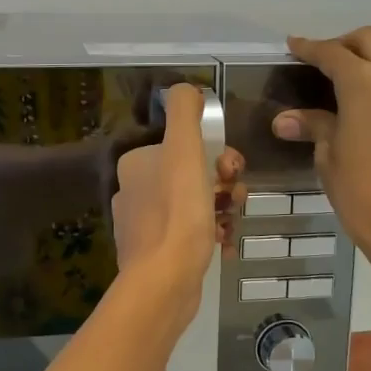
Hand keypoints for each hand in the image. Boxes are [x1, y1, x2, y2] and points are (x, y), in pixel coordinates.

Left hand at [111, 84, 243, 310]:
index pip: (186, 147)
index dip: (217, 154)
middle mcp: (135, 191)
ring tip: (231, 223)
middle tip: (236, 198)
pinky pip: (191, 234)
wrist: (164, 281)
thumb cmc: (178, 211)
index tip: (233, 171)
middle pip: (193, 176)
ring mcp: (144, 225)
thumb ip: (185, 112)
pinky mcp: (156, 254)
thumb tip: (187, 89)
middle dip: (223, 184)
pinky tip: (225, 244)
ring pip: (196, 205)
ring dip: (221, 209)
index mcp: (137, 163)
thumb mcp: (184, 150)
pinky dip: (211, 235)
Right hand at [274, 27, 370, 266]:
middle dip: (344, 43)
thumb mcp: (328, 154)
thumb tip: (284, 120)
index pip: (332, 53)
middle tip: (323, 61)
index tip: (293, 45)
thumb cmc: (359, 189)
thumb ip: (313, 125)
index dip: (310, 48)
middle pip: (370, 39)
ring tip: (350, 74)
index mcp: (363, 83)